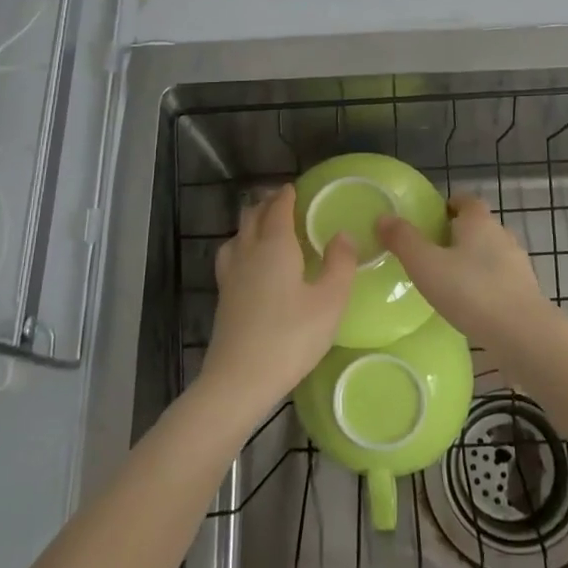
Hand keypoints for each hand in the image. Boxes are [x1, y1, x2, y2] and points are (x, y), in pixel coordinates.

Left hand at [200, 184, 356, 415]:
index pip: (278, 208)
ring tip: (265, 226)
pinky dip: (242, 245)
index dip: (287, 195)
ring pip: (237, 235)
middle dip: (267, 204)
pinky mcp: (223, 296)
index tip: (295, 188)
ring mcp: (231, 274)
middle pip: (253, 216)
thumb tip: (343, 234)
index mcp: (275, 246)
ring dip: (251, 223)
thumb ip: (340, 264)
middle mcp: (248, 252)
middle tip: (283, 202)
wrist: (239, 380)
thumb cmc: (290, 338)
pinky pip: (231, 255)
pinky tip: (250, 264)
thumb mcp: (330, 302)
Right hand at [377, 194, 547, 342]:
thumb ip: (403, 240)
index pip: (465, 200)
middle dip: (458, 234)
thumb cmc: (470, 291)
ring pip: (490, 253)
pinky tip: (471, 304)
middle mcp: (502, 235)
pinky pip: (500, 279)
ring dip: (473, 261)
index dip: (448, 205)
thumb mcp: (426, 265)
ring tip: (449, 281)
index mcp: (479, 221)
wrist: (523, 334)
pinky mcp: (526, 291)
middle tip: (432, 252)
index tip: (430, 220)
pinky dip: (485, 284)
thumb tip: (384, 217)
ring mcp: (518, 264)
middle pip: (478, 226)